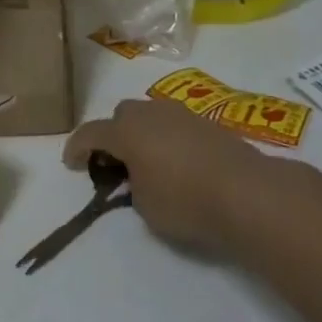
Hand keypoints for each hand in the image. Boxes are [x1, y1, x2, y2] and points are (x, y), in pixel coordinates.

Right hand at [64, 97, 286, 255]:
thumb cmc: (187, 202)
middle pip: (121, 115)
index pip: (90, 134)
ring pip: (151, 116)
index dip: (76, 149)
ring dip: (143, 133)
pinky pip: (177, 126)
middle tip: (116, 161)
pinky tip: (179, 163)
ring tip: (149, 161)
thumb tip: (140, 179)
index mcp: (126, 131)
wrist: (250, 193)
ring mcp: (182, 115)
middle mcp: (150, 114)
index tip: (71, 164)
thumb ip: (132, 188)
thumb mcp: (145, 207)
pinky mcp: (210, 124)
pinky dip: (169, 139)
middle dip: (113, 135)